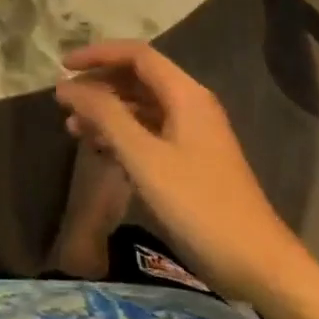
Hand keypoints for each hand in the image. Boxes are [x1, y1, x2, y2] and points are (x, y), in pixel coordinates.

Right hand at [55, 41, 301, 300]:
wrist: (256, 263)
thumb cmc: (198, 204)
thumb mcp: (144, 157)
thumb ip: (105, 115)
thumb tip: (66, 86)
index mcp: (185, 94)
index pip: (136, 54)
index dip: (98, 55)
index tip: (62, 67)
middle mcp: (191, 104)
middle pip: (138, 77)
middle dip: (99, 85)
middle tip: (63, 103)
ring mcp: (193, 133)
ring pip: (141, 106)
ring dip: (107, 111)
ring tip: (73, 129)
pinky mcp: (191, 159)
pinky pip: (149, 131)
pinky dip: (122, 134)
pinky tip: (100, 151)